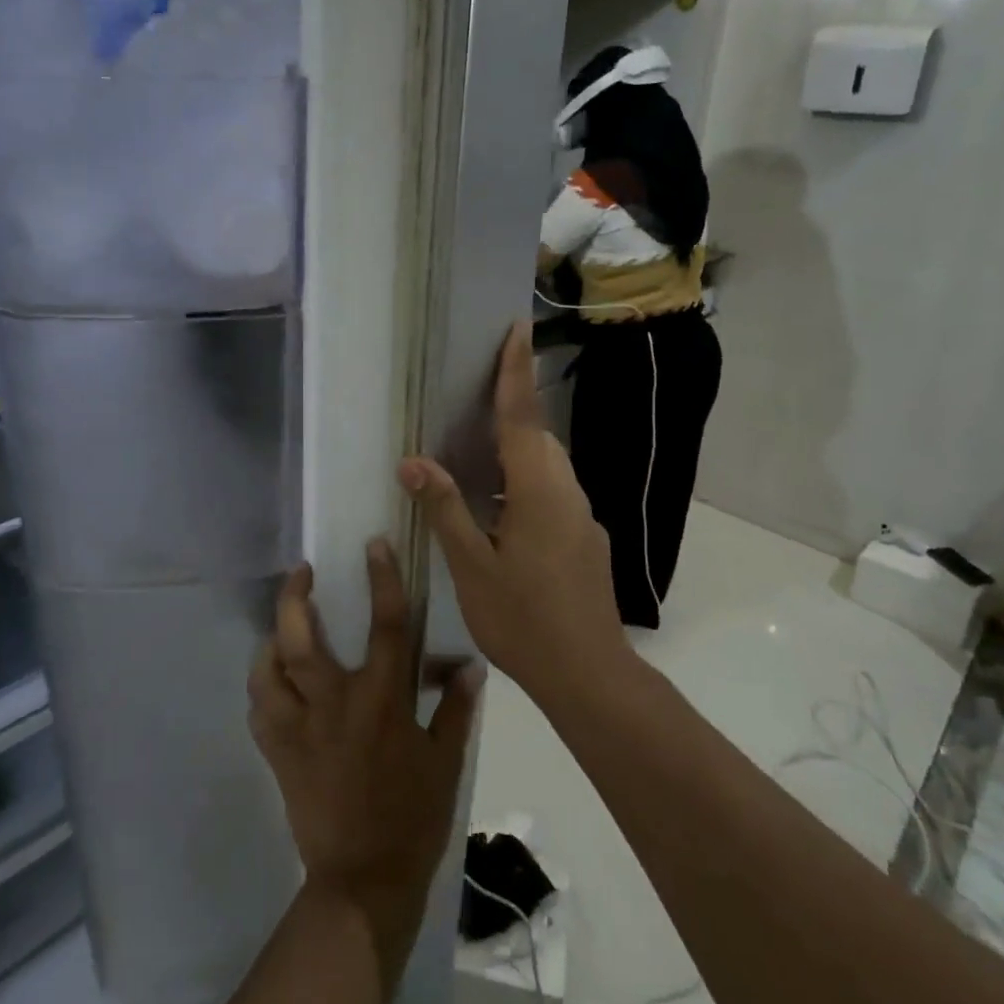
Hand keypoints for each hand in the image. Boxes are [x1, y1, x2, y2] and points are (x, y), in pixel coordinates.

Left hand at [247, 541, 482, 995]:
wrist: (363, 882)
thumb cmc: (412, 818)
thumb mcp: (446, 762)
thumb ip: (456, 709)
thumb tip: (470, 665)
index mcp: (381, 701)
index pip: (385, 625)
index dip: (382, 579)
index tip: (373, 545)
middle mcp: (334, 705)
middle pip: (301, 640)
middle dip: (295, 597)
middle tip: (301, 572)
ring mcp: (299, 730)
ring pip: (268, 670)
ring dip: (271, 640)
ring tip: (281, 626)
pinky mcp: (278, 755)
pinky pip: (259, 710)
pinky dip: (262, 688)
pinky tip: (272, 681)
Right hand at [398, 320, 630, 702]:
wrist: (589, 674)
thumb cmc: (523, 619)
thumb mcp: (472, 566)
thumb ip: (446, 509)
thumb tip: (414, 461)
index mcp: (539, 490)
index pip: (522, 417)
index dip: (515, 371)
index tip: (517, 328)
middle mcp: (568, 493)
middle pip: (537, 438)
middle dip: (512, 410)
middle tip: (475, 397)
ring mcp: (582, 518)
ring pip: (547, 468)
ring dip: (516, 452)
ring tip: (476, 458)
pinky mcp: (587, 540)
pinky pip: (553, 494)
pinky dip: (525, 484)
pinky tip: (500, 513)